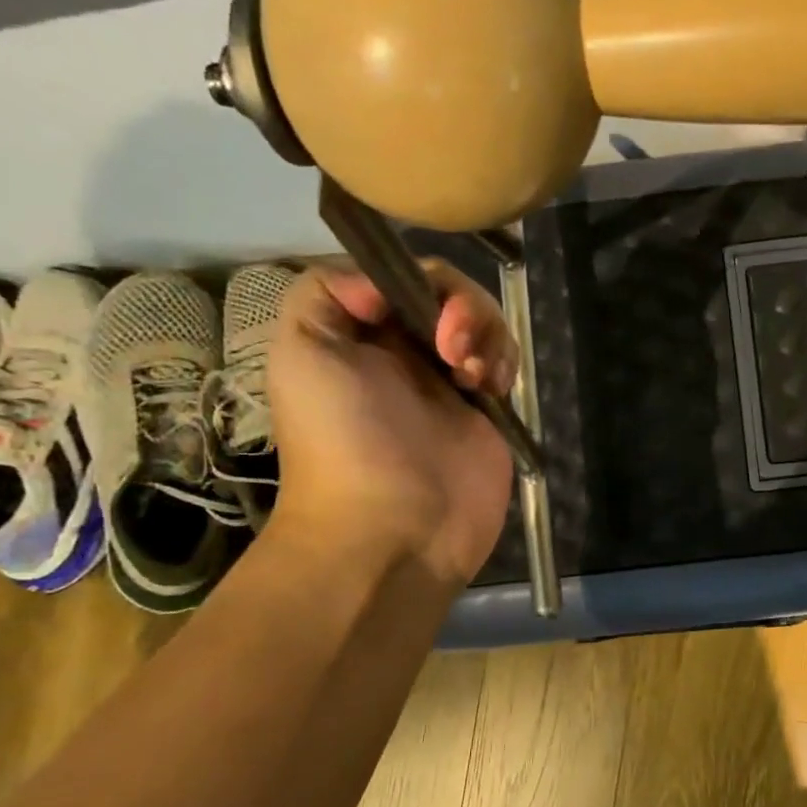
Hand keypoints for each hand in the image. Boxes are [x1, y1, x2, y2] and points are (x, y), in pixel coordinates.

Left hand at [265, 260, 516, 589]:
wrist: (395, 529)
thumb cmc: (344, 442)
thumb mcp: (301, 351)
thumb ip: (328, 291)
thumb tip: (385, 286)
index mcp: (359, 334)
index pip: (400, 278)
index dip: (419, 281)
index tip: (423, 314)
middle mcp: (405, 353)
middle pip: (449, 295)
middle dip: (462, 308)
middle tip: (452, 350)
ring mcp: (450, 383)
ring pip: (484, 324)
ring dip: (486, 334)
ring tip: (473, 376)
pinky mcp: (487, 412)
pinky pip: (505, 362)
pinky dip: (505, 362)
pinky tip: (491, 388)